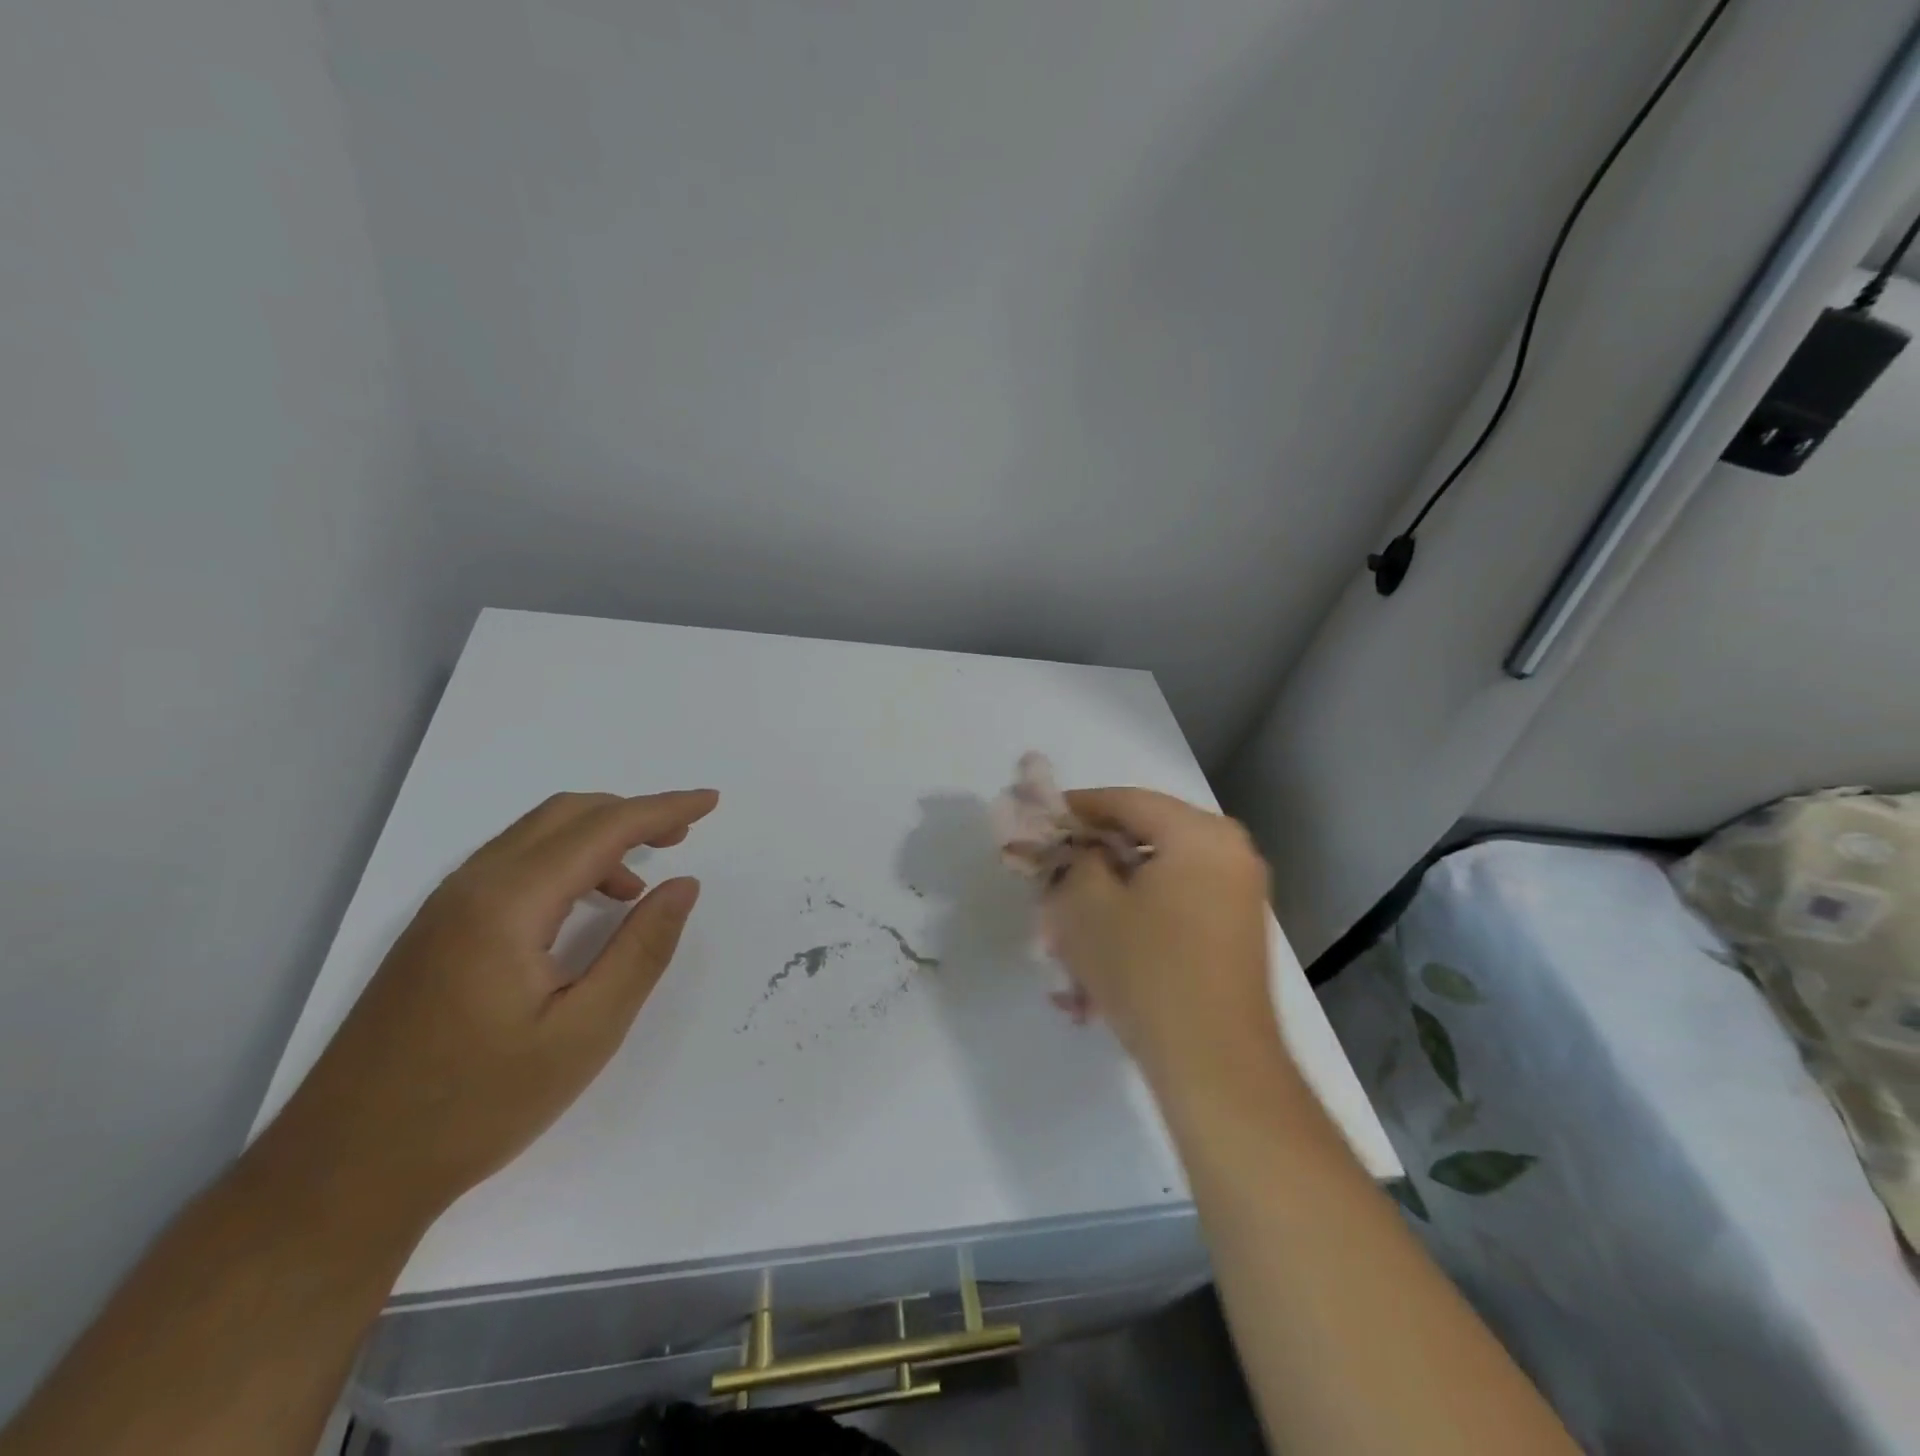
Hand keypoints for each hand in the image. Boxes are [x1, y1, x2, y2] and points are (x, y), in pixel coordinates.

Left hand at [260, 790, 717, 1229]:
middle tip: (682, 837)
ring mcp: (444, 909)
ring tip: (639, 886)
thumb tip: (683, 885)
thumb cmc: (477, 1106)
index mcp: (507, 905)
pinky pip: (512, 868)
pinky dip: (564, 866)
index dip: (663, 809)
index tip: (710, 801)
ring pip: (535, 838)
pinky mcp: (434, 933)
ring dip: (597, 840)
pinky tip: (584, 912)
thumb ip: (642, 950)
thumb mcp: (585, 1033)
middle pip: (564, 816)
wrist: (342, 1174)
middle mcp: (471, 888)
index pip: (601, 829)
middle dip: (631, 814)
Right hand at [1043, 788, 1275, 1085]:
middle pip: (1145, 835)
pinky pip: (1176, 904)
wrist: (1216, 1065)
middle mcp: (1230, 853)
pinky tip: (1105, 948)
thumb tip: (1077, 849)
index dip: (1076, 807)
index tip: (1038, 820)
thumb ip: (1073, 859)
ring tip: (1071, 919)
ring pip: (1157, 874)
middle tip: (1052, 872)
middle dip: (1094, 854)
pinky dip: (1138, 914)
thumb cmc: (1147, 970)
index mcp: (1201, 834)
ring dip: (1112, 890)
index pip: (1126, 800)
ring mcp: (1238, 894)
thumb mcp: (1087, 905)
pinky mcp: (1235, 932)